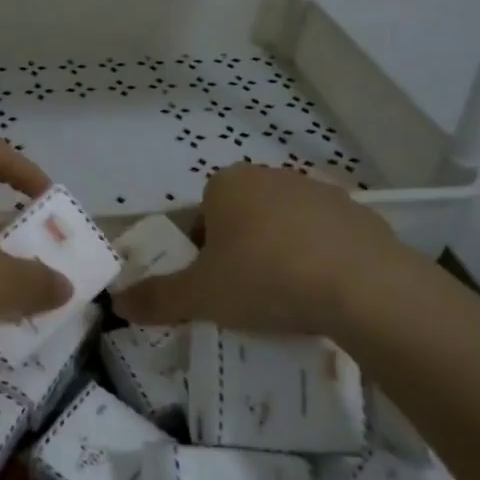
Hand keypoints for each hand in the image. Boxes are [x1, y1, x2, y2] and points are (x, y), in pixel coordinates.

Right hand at [113, 162, 410, 336]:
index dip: (203, 253)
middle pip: (244, 217)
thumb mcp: (201, 296)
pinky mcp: (361, 213)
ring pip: (287, 225)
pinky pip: (328, 237)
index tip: (215, 287)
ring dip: (283, 253)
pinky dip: (323, 259)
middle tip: (249, 295)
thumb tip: (117, 303)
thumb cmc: (266, 279)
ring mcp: (320, 191)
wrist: (363, 287)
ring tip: (291, 299)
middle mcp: (271, 176)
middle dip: (242, 250)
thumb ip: (157, 298)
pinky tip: (328, 293)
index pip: (202, 216)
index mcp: (228, 184)